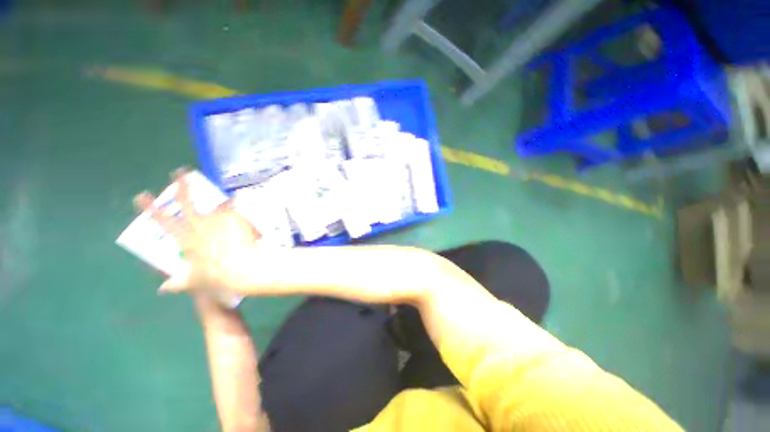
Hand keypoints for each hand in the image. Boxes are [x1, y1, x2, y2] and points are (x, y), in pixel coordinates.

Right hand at [133, 168, 261, 294]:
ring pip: (212, 203)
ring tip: (213, 188)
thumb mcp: (193, 281)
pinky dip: (232, 205)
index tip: (141, 195)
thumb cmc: (215, 276)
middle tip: (179, 172)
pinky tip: (234, 201)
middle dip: (181, 185)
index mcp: (185, 239)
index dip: (150, 208)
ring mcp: (218, 220)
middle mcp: (199, 226)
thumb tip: (162, 289)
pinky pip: (233, 209)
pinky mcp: (235, 219)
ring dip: (211, 195)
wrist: (242, 267)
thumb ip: (177, 283)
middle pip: (186, 202)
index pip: (163, 221)